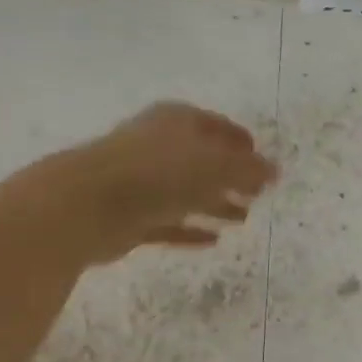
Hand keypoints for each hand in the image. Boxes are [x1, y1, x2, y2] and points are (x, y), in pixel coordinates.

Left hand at [66, 102, 277, 261]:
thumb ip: (247, 170)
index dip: (241, 142)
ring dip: (215, 204)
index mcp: (177, 121)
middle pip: (202, 160)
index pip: (217, 127)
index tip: (262, 160)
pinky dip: (190, 229)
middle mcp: (158, 146)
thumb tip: (275, 171)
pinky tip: (213, 240)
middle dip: (231, 176)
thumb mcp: (214, 166)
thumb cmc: (157, 174)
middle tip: (257, 194)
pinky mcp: (129, 216)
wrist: (86, 205)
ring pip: (186, 192)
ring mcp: (141, 182)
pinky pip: (169, 222)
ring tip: (243, 219)